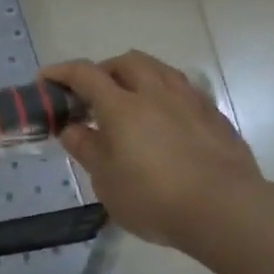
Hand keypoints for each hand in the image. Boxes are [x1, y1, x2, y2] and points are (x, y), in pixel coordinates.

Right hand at [43, 52, 262, 250]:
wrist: (227, 211)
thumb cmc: (154, 198)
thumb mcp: (106, 181)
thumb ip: (87, 149)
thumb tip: (72, 128)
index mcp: (122, 106)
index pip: (85, 74)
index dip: (62, 72)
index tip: (46, 79)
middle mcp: (155, 94)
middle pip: (127, 62)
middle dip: (105, 70)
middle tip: (94, 93)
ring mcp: (190, 102)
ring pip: (160, 70)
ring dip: (139, 77)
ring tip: (131, 100)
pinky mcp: (216, 117)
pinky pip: (185, 91)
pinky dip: (166, 95)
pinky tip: (166, 120)